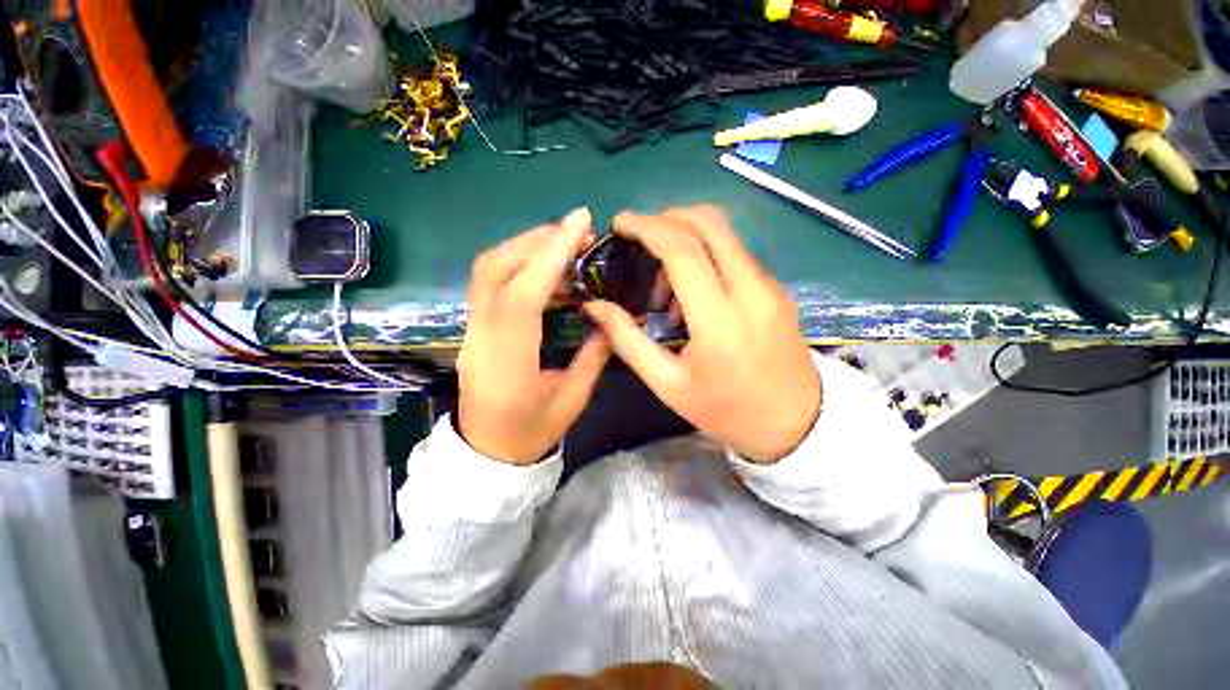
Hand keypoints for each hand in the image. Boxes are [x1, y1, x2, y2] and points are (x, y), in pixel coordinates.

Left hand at [457, 208, 610, 464]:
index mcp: (508, 360)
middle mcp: (482, 336)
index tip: (579, 221)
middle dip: (536, 240)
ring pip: (489, 271)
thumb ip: (593, 356)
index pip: (523, 293)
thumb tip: (608, 316)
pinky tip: (550, 276)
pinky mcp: (475, 328)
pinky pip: (492, 285)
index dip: (550, 253)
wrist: (486, 454)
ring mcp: (472, 330)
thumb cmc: (530, 433)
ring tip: (567, 248)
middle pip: (494, 268)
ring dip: (527, 249)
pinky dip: (521, 268)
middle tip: (577, 232)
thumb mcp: (572, 400)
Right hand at [583, 206, 819, 462]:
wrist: (796, 424)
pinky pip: (736, 254)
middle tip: (639, 237)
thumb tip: (594, 306)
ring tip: (662, 278)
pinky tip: (691, 291)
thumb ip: (628, 340)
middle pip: (710, 224)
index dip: (647, 227)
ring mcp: (769, 287)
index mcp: (719, 320)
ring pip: (725, 235)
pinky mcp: (777, 289)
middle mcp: (750, 291)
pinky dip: (706, 254)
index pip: (683, 250)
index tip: (621, 223)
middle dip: (668, 217)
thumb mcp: (668, 384)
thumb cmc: (726, 411)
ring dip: (687, 237)